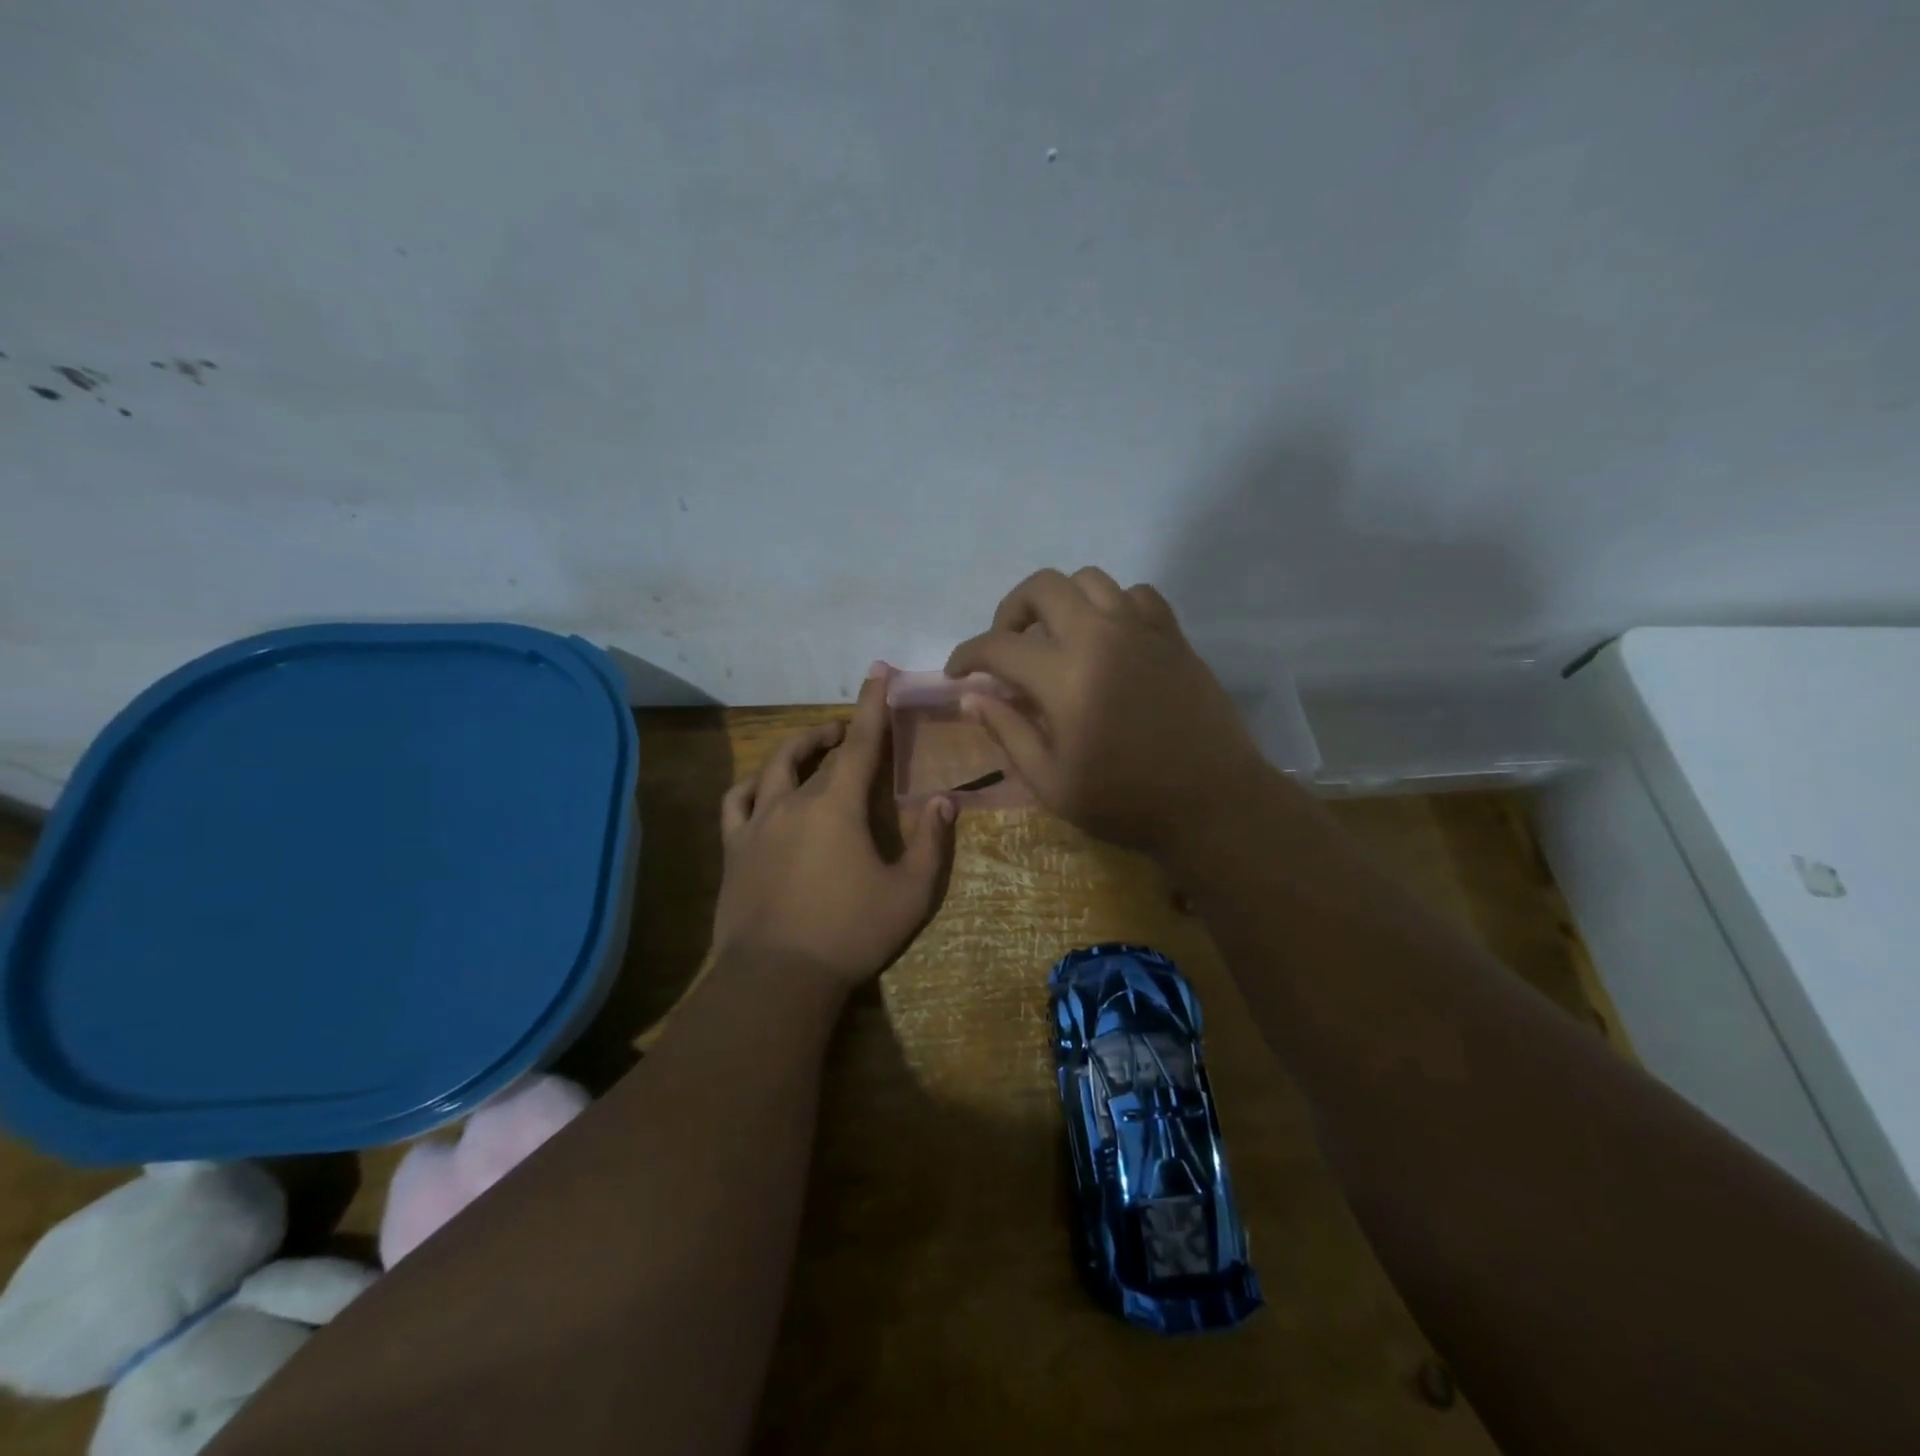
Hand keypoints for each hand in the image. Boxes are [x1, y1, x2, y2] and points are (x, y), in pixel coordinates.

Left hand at [710, 675, 956, 997]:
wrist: (778, 977)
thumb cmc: (851, 933)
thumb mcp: (910, 893)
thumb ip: (931, 844)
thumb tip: (944, 802)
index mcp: (838, 806)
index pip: (860, 742)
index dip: (872, 704)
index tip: (877, 670)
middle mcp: (794, 801)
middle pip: (821, 755)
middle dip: (841, 732)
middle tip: (856, 729)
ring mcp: (758, 824)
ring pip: (775, 767)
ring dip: (798, 748)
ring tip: (816, 746)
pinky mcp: (734, 849)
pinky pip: (736, 802)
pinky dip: (753, 785)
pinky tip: (763, 787)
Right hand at [945, 567, 1269, 859]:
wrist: (1212, 803)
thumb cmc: (1125, 801)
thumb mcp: (1051, 781)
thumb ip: (1008, 731)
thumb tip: (971, 696)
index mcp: (1064, 676)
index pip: (998, 646)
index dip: (967, 656)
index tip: (957, 673)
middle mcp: (1101, 636)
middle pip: (1043, 587)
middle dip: (1011, 610)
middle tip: (1007, 646)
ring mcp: (1142, 630)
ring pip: (1090, 579)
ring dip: (1061, 602)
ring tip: (1056, 637)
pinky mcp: (1173, 636)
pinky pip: (1136, 594)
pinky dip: (1112, 605)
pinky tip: (1108, 638)